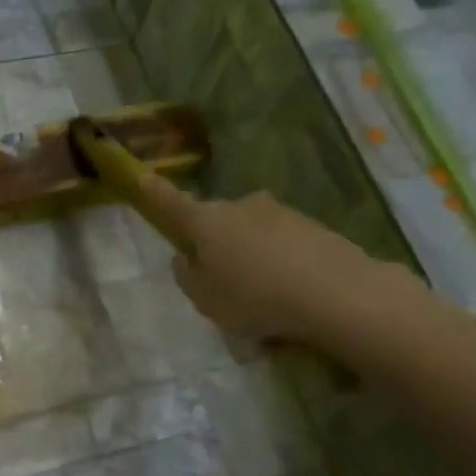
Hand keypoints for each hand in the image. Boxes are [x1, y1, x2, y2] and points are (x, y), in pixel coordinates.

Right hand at [134, 175, 418, 346]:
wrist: (335, 293)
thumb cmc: (254, 298)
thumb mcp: (205, 299)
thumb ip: (188, 276)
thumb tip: (186, 258)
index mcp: (207, 222)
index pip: (171, 204)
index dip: (154, 193)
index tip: (141, 176)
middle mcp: (241, 207)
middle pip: (217, 222)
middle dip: (215, 244)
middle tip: (220, 282)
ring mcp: (279, 212)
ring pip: (251, 233)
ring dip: (249, 255)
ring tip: (261, 297)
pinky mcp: (311, 226)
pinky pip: (281, 244)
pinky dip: (278, 262)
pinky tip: (289, 293)